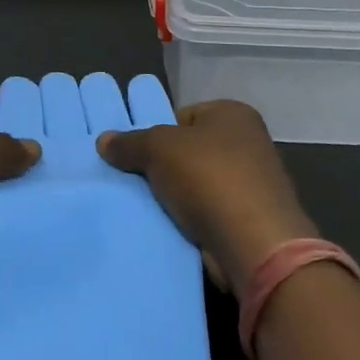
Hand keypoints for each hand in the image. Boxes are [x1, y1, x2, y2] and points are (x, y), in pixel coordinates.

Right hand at [96, 100, 316, 297]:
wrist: (255, 246)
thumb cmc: (209, 178)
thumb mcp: (159, 148)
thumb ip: (130, 143)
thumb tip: (104, 140)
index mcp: (233, 114)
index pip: (182, 115)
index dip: (155, 132)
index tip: (135, 154)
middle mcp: (248, 143)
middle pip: (189, 150)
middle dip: (162, 166)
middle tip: (132, 179)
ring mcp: (252, 184)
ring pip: (196, 184)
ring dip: (174, 196)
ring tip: (144, 205)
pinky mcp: (251, 221)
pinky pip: (207, 213)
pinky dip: (189, 220)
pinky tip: (166, 227)